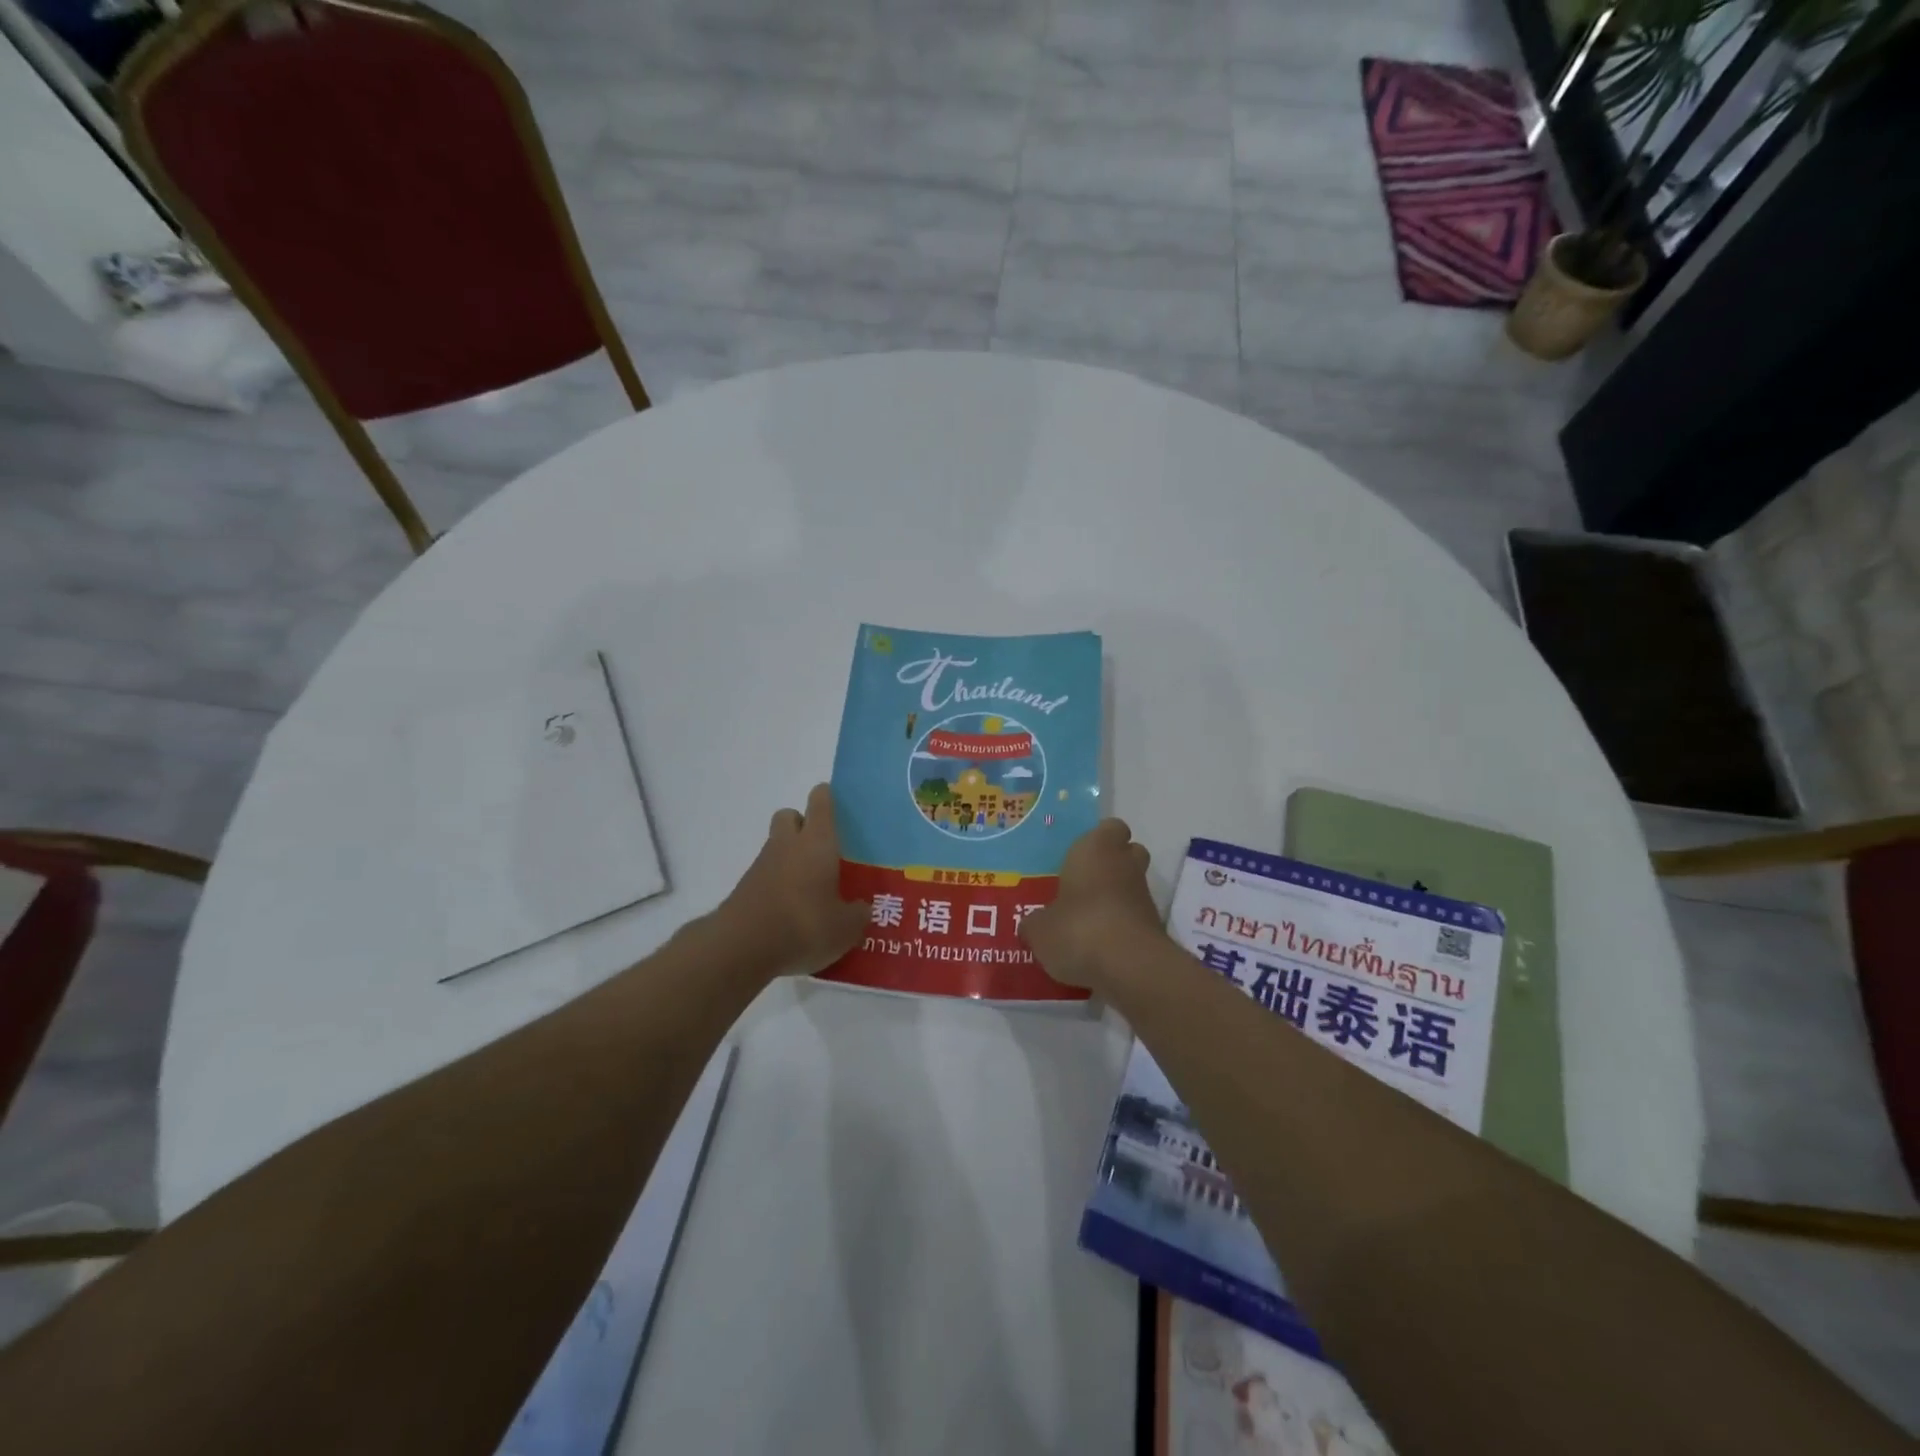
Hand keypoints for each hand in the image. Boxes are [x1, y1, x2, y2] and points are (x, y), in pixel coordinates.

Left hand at [713, 784, 869, 977]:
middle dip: (804, 825)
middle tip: (824, 850)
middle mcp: (787, 844)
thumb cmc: (803, 924)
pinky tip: (793, 913)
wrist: (741, 948)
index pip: (820, 800)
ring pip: (777, 847)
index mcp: (817, 841)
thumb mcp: (845, 927)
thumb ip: (858, 914)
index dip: (829, 798)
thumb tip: (863, 908)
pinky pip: (767, 876)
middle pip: (790, 816)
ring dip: (791, 859)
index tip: (840, 809)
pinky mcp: (746, 889)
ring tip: (812, 890)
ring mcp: (762, 865)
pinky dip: (779, 885)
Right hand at [1018, 818, 1165, 990]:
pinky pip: (1135, 917)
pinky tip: (1100, 946)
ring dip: (1116, 898)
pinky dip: (1122, 926)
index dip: (1098, 840)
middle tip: (1083, 884)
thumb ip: (1035, 923)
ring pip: (1131, 886)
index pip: (1110, 827)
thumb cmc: (1078, 929)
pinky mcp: (1154, 926)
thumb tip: (1032, 924)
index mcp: (1096, 849)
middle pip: (1128, 853)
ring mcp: (1144, 895)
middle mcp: (1125, 864)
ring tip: (1087, 921)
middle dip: (1111, 865)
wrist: (1130, 968)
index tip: (1079, 857)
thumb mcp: (1039, 930)